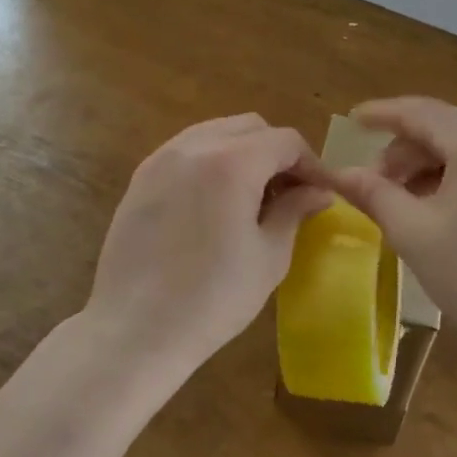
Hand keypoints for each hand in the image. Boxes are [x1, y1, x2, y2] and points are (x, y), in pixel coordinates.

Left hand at [85, 115, 331, 378]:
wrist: (135, 329)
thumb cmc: (212, 298)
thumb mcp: (269, 257)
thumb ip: (294, 211)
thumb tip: (318, 192)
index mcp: (232, 163)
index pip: (285, 141)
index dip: (311, 163)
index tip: (321, 192)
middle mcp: (195, 146)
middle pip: (250, 127)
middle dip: (277, 152)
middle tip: (289, 192)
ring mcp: (162, 158)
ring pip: (216, 132)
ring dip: (243, 153)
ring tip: (253, 197)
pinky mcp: (141, 176)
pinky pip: (187, 150)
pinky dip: (211, 161)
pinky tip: (216, 202)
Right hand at [328, 97, 456, 382]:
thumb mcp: (414, 233)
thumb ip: (373, 194)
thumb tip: (340, 173)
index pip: (420, 112)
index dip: (381, 114)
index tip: (351, 119)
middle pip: (444, 129)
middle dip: (404, 151)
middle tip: (375, 185)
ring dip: (429, 166)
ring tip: (405, 202)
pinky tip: (441, 208)